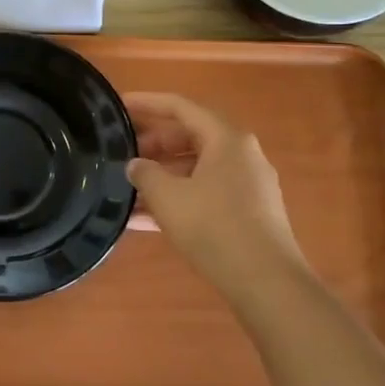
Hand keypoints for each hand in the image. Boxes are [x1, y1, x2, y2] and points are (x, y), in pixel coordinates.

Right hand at [125, 92, 315, 297]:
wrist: (266, 282)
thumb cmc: (214, 226)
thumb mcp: (167, 196)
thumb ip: (145, 173)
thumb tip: (136, 165)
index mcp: (226, 139)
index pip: (180, 107)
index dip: (147, 103)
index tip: (119, 106)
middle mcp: (241, 155)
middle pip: (189, 137)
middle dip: (152, 145)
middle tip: (121, 153)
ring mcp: (247, 185)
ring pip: (195, 169)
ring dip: (161, 177)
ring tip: (126, 189)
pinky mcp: (248, 213)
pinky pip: (204, 194)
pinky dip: (177, 199)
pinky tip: (144, 221)